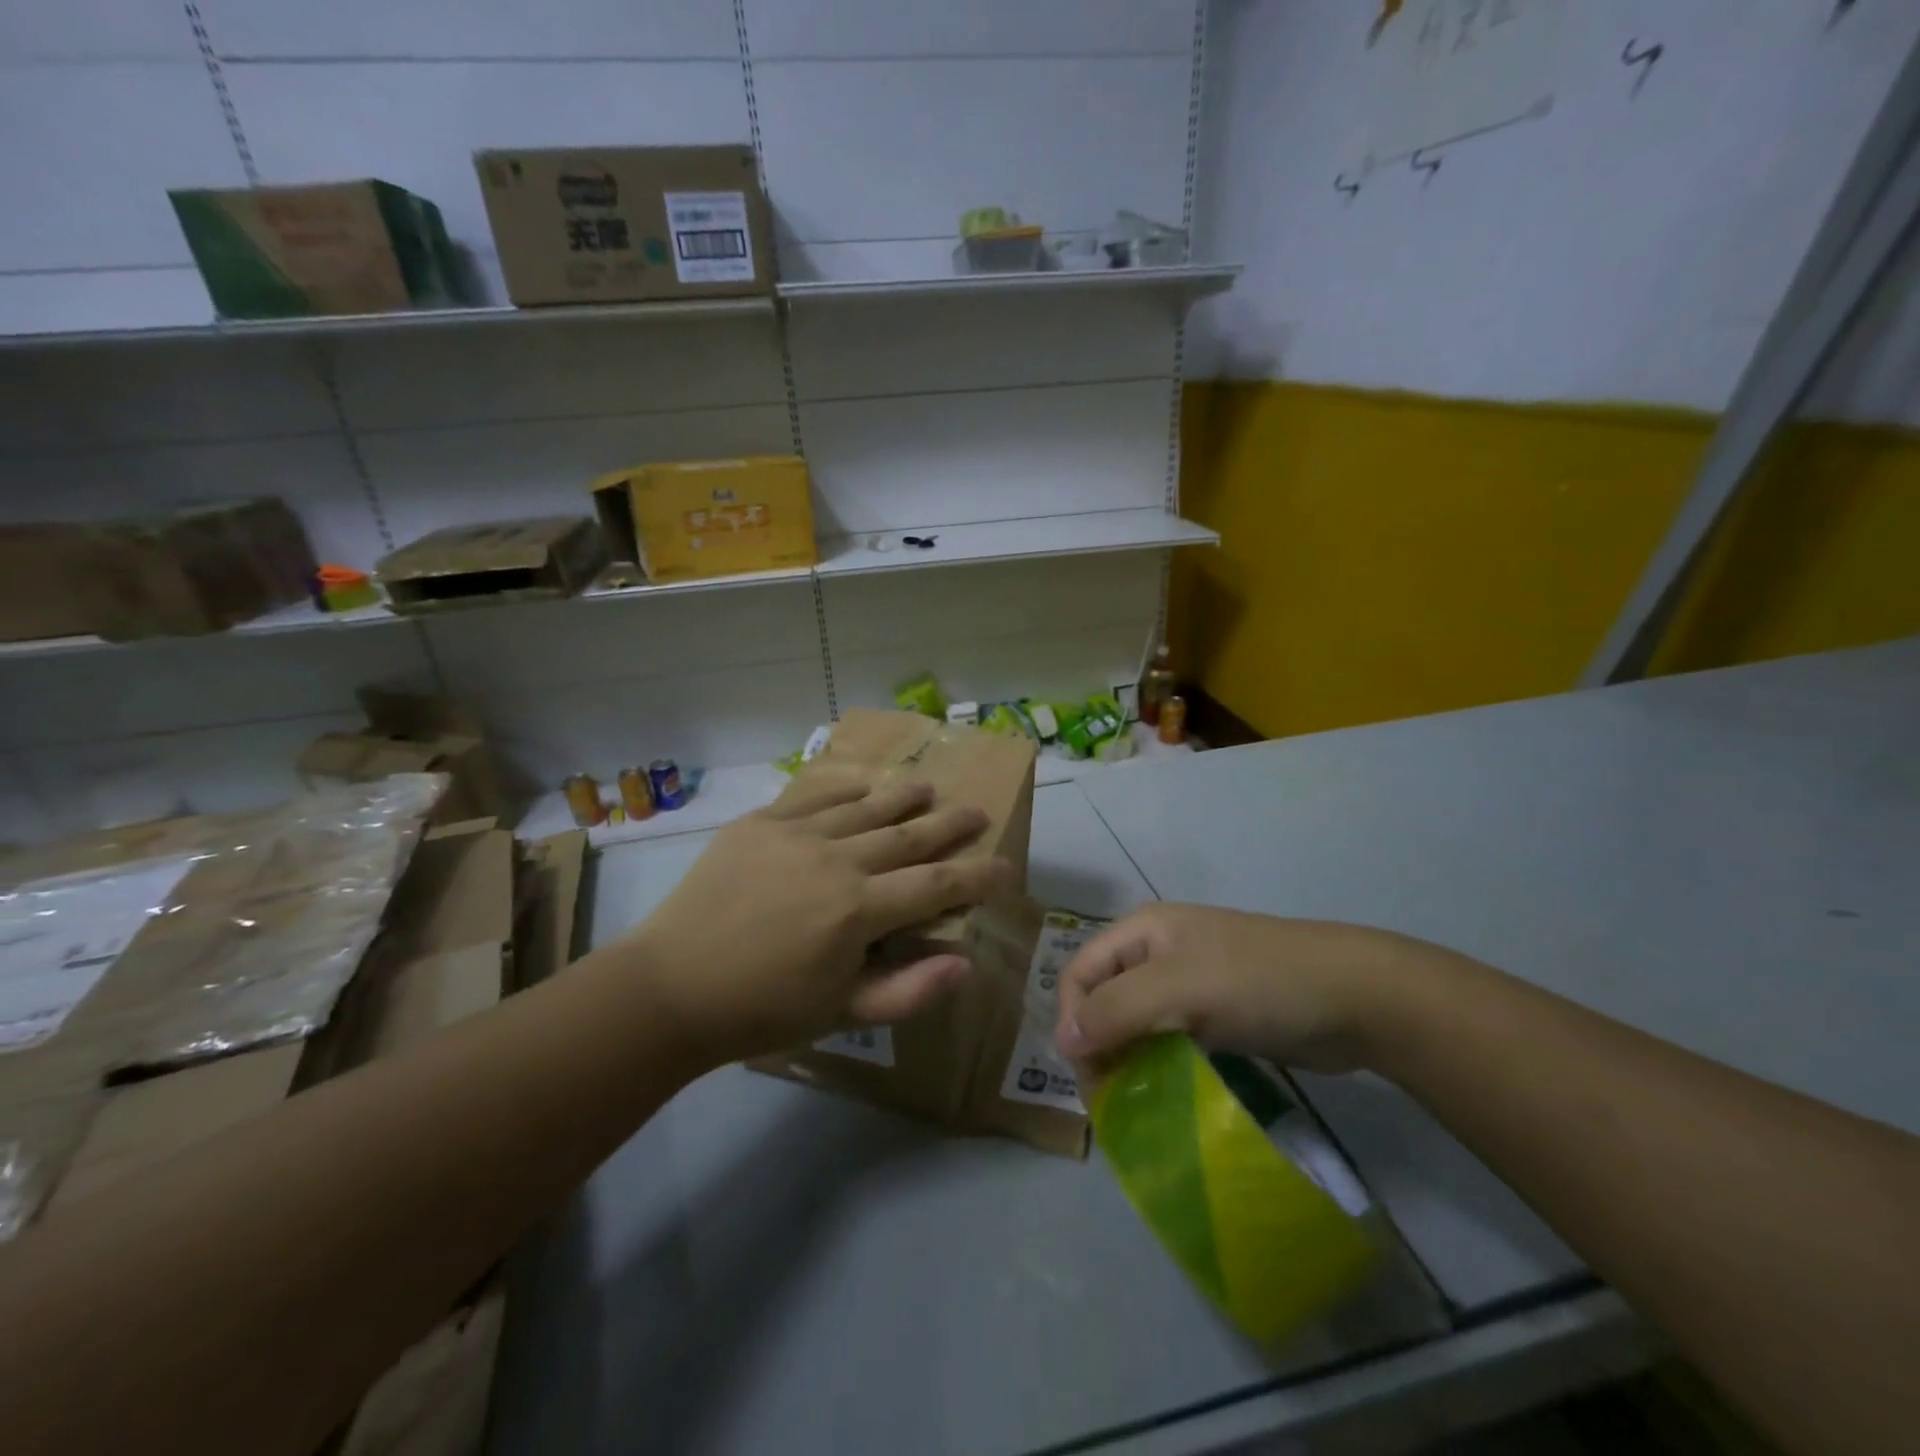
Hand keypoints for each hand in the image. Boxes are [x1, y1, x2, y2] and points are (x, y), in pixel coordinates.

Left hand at [623, 772, 1013, 1067]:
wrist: (671, 988)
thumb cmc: (762, 1010)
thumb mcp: (841, 1014)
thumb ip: (908, 990)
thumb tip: (967, 963)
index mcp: (860, 910)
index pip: (937, 884)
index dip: (978, 875)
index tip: (1007, 865)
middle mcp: (837, 860)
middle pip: (908, 836)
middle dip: (950, 825)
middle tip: (977, 811)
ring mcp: (796, 835)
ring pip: (865, 808)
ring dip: (902, 798)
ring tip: (927, 788)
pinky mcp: (761, 823)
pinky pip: (813, 795)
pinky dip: (845, 787)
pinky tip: (863, 783)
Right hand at [1054, 904, 1447, 1075]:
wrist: (1353, 997)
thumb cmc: (1256, 982)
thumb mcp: (1178, 989)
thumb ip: (1115, 1011)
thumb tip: (1061, 1042)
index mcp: (1141, 931)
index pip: (1081, 972)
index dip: (1072, 1018)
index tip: (1085, 1071)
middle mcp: (1156, 953)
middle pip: (1103, 997)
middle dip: (1097, 1043)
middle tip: (1108, 1099)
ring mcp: (1188, 984)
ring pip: (1134, 1023)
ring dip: (1124, 1059)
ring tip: (1130, 1104)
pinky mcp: (1214, 1016)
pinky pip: (1167, 1040)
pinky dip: (1155, 1066)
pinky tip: (1161, 1096)